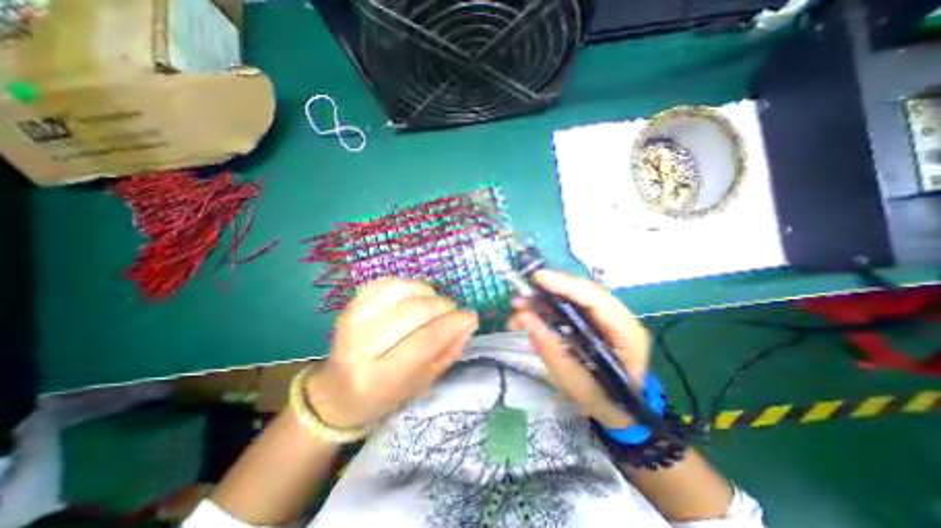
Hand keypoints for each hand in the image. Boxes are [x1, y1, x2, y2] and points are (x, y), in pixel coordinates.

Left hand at [305, 276, 478, 429]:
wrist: (336, 392)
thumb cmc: (383, 395)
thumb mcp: (421, 384)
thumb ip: (447, 352)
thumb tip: (468, 322)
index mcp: (376, 378)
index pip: (424, 342)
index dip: (452, 325)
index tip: (471, 317)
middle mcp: (358, 345)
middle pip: (414, 312)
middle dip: (443, 307)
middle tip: (452, 313)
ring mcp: (350, 318)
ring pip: (402, 290)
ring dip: (428, 294)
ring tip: (433, 306)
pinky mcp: (350, 303)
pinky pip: (388, 281)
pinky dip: (409, 286)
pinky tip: (414, 298)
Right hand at [508, 272, 655, 428]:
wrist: (619, 410)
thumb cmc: (604, 401)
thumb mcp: (576, 383)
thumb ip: (551, 349)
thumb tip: (524, 318)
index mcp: (626, 333)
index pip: (596, 299)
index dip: (566, 285)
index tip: (538, 278)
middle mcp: (617, 318)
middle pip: (582, 292)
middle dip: (549, 291)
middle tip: (520, 299)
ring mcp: (604, 317)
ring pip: (571, 297)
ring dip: (543, 301)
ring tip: (519, 310)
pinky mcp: (591, 320)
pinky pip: (566, 307)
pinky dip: (546, 310)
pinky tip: (530, 320)